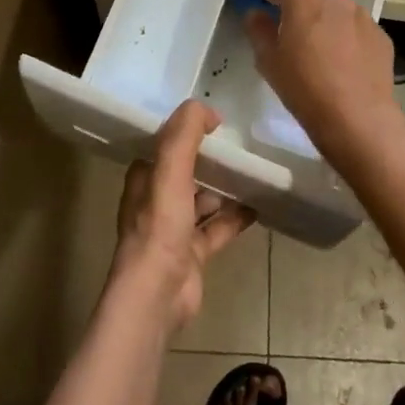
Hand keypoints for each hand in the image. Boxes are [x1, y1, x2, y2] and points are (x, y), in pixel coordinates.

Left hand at [110, 100, 256, 330]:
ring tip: (253, 169)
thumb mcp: (170, 170)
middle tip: (240, 141)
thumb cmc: (159, 226)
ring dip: (224, 186)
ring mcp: (175, 229)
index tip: (214, 118)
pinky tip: (259, 206)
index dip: (185, 129)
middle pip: (185, 170)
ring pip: (203, 199)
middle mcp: (156, 200)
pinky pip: (218, 228)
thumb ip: (184, 134)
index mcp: (145, 178)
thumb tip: (206, 109)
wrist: (157, 295)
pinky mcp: (193, 253)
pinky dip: (236, 217)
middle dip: (208, 158)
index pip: (164, 144)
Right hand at [244, 0, 401, 165]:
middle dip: (297, 6)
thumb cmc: (304, 87)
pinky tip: (343, 60)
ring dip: (324, 18)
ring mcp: (361, 13)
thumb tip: (256, 13)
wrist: (358, 117)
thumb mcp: (268, 61)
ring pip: (334, 8)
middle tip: (289, 30)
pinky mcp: (380, 33)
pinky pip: (355, 27)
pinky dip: (346, 35)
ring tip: (319, 46)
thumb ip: (258, 30)